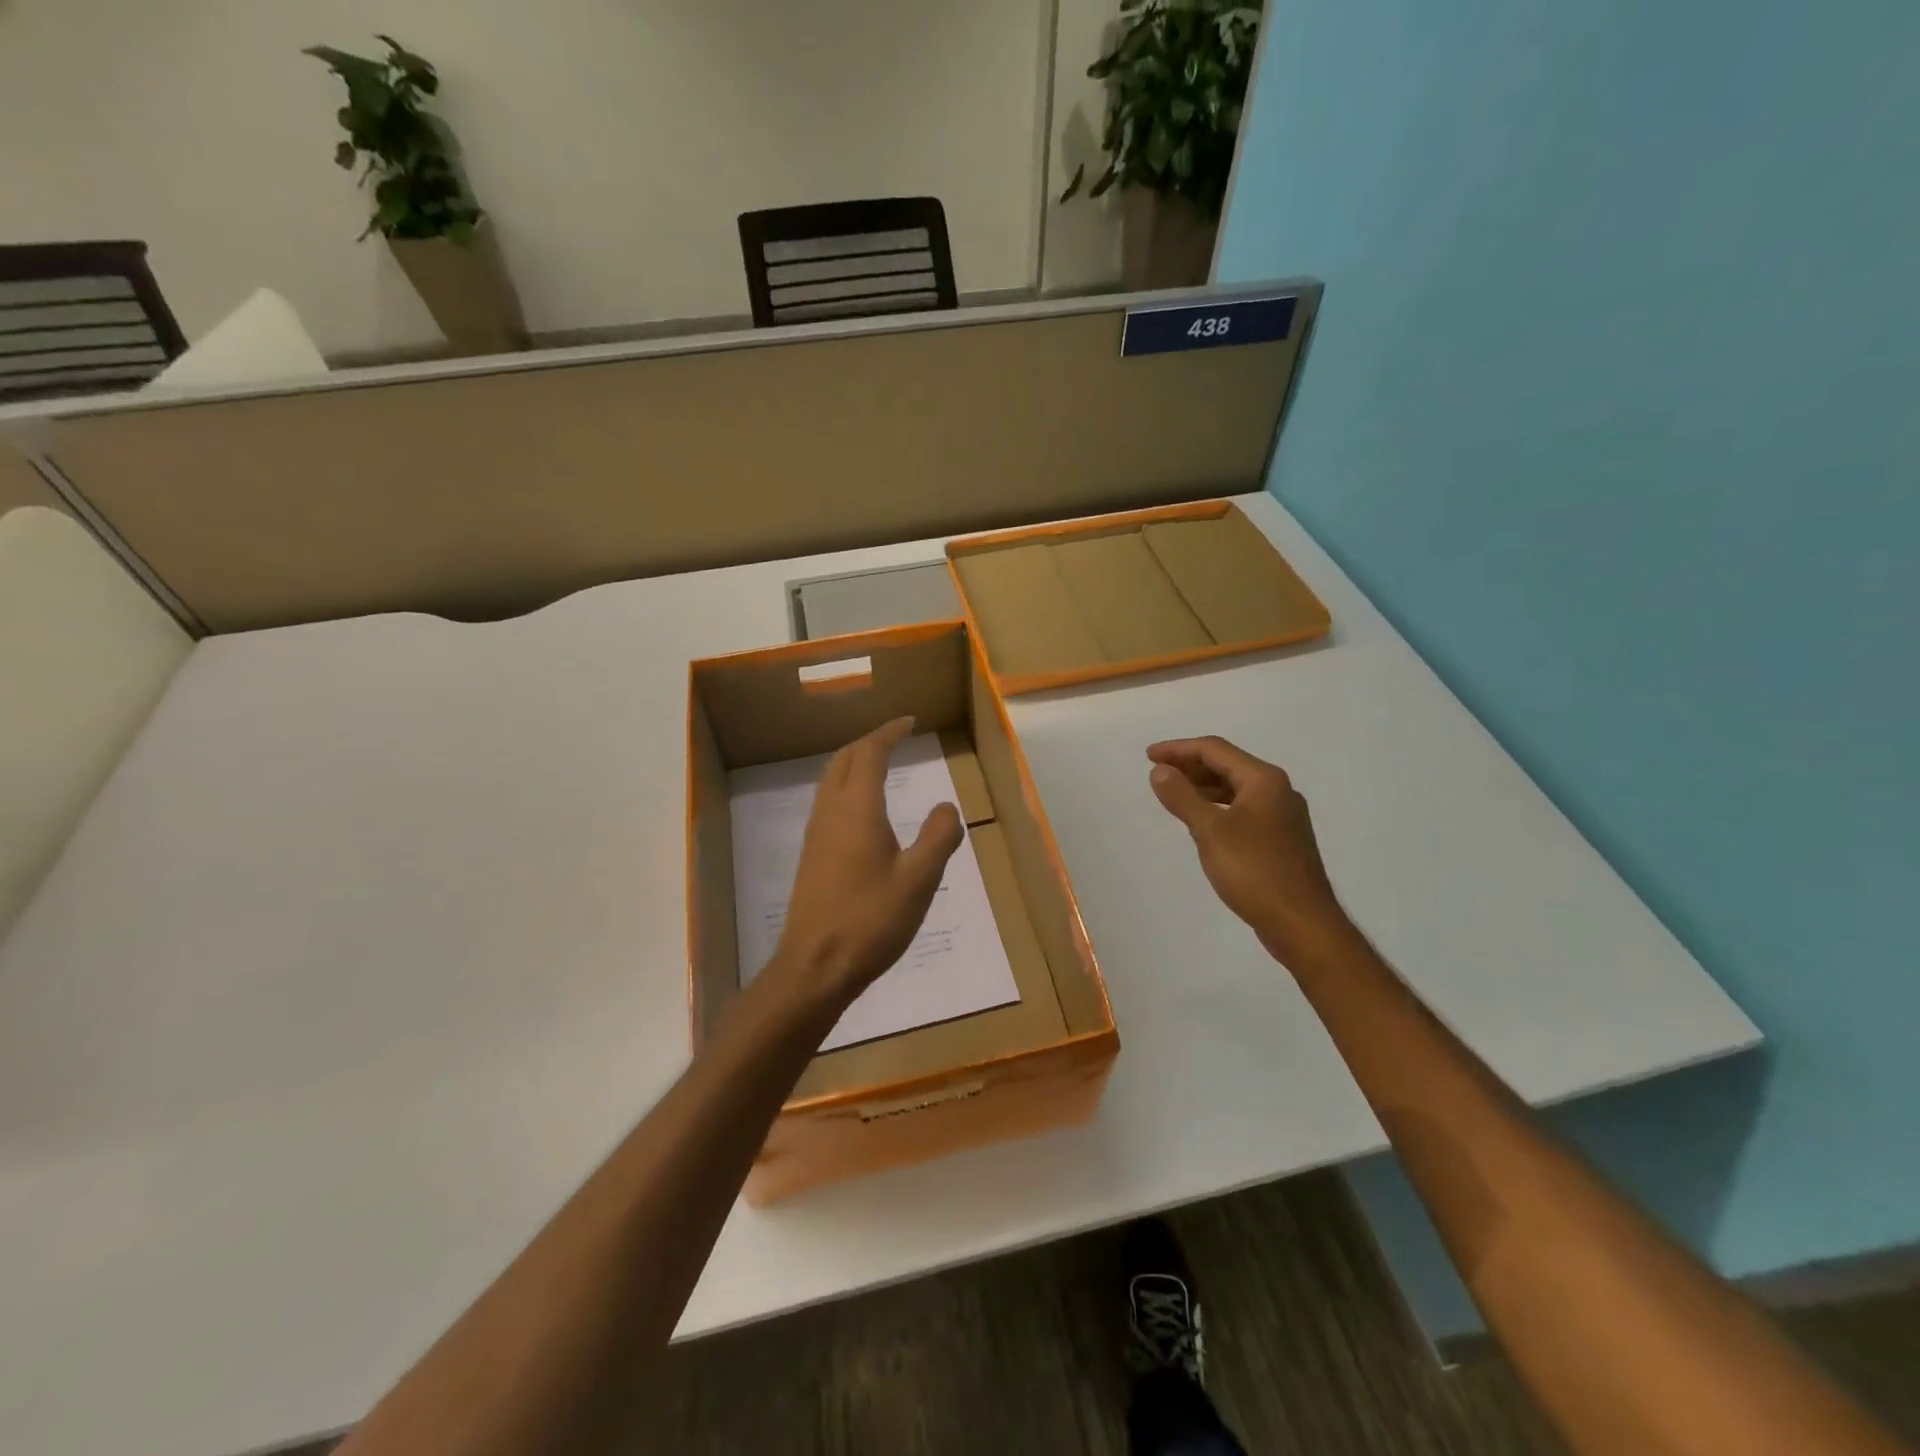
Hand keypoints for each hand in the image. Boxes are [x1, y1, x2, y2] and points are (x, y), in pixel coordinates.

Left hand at [765, 717, 963, 1016]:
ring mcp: (816, 835)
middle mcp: (830, 813)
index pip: (869, 753)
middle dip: (869, 742)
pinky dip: (847, 787)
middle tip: (895, 737)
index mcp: (857, 809)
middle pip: (844, 760)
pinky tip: (863, 811)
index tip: (909, 721)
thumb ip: (938, 837)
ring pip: (831, 781)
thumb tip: (946, 807)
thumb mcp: (919, 879)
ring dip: (854, 763)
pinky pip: (828, 803)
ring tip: (880, 764)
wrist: (815, 967)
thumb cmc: (871, 920)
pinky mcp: (812, 857)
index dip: (889, 733)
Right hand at [1147, 736, 1352, 964]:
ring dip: (1203, 787)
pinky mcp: (1281, 840)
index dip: (1178, 749)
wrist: (1302, 924)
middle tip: (1157, 773)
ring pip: (1235, 789)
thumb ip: (1182, 797)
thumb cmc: (1254, 871)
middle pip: (1227, 766)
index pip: (1215, 750)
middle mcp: (1277, 791)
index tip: (1148, 757)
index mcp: (1264, 780)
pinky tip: (1202, 823)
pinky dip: (1217, 808)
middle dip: (1190, 766)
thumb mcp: (1210, 831)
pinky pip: (1242, 810)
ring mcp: (1282, 816)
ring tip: (1173, 795)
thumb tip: (1160, 771)